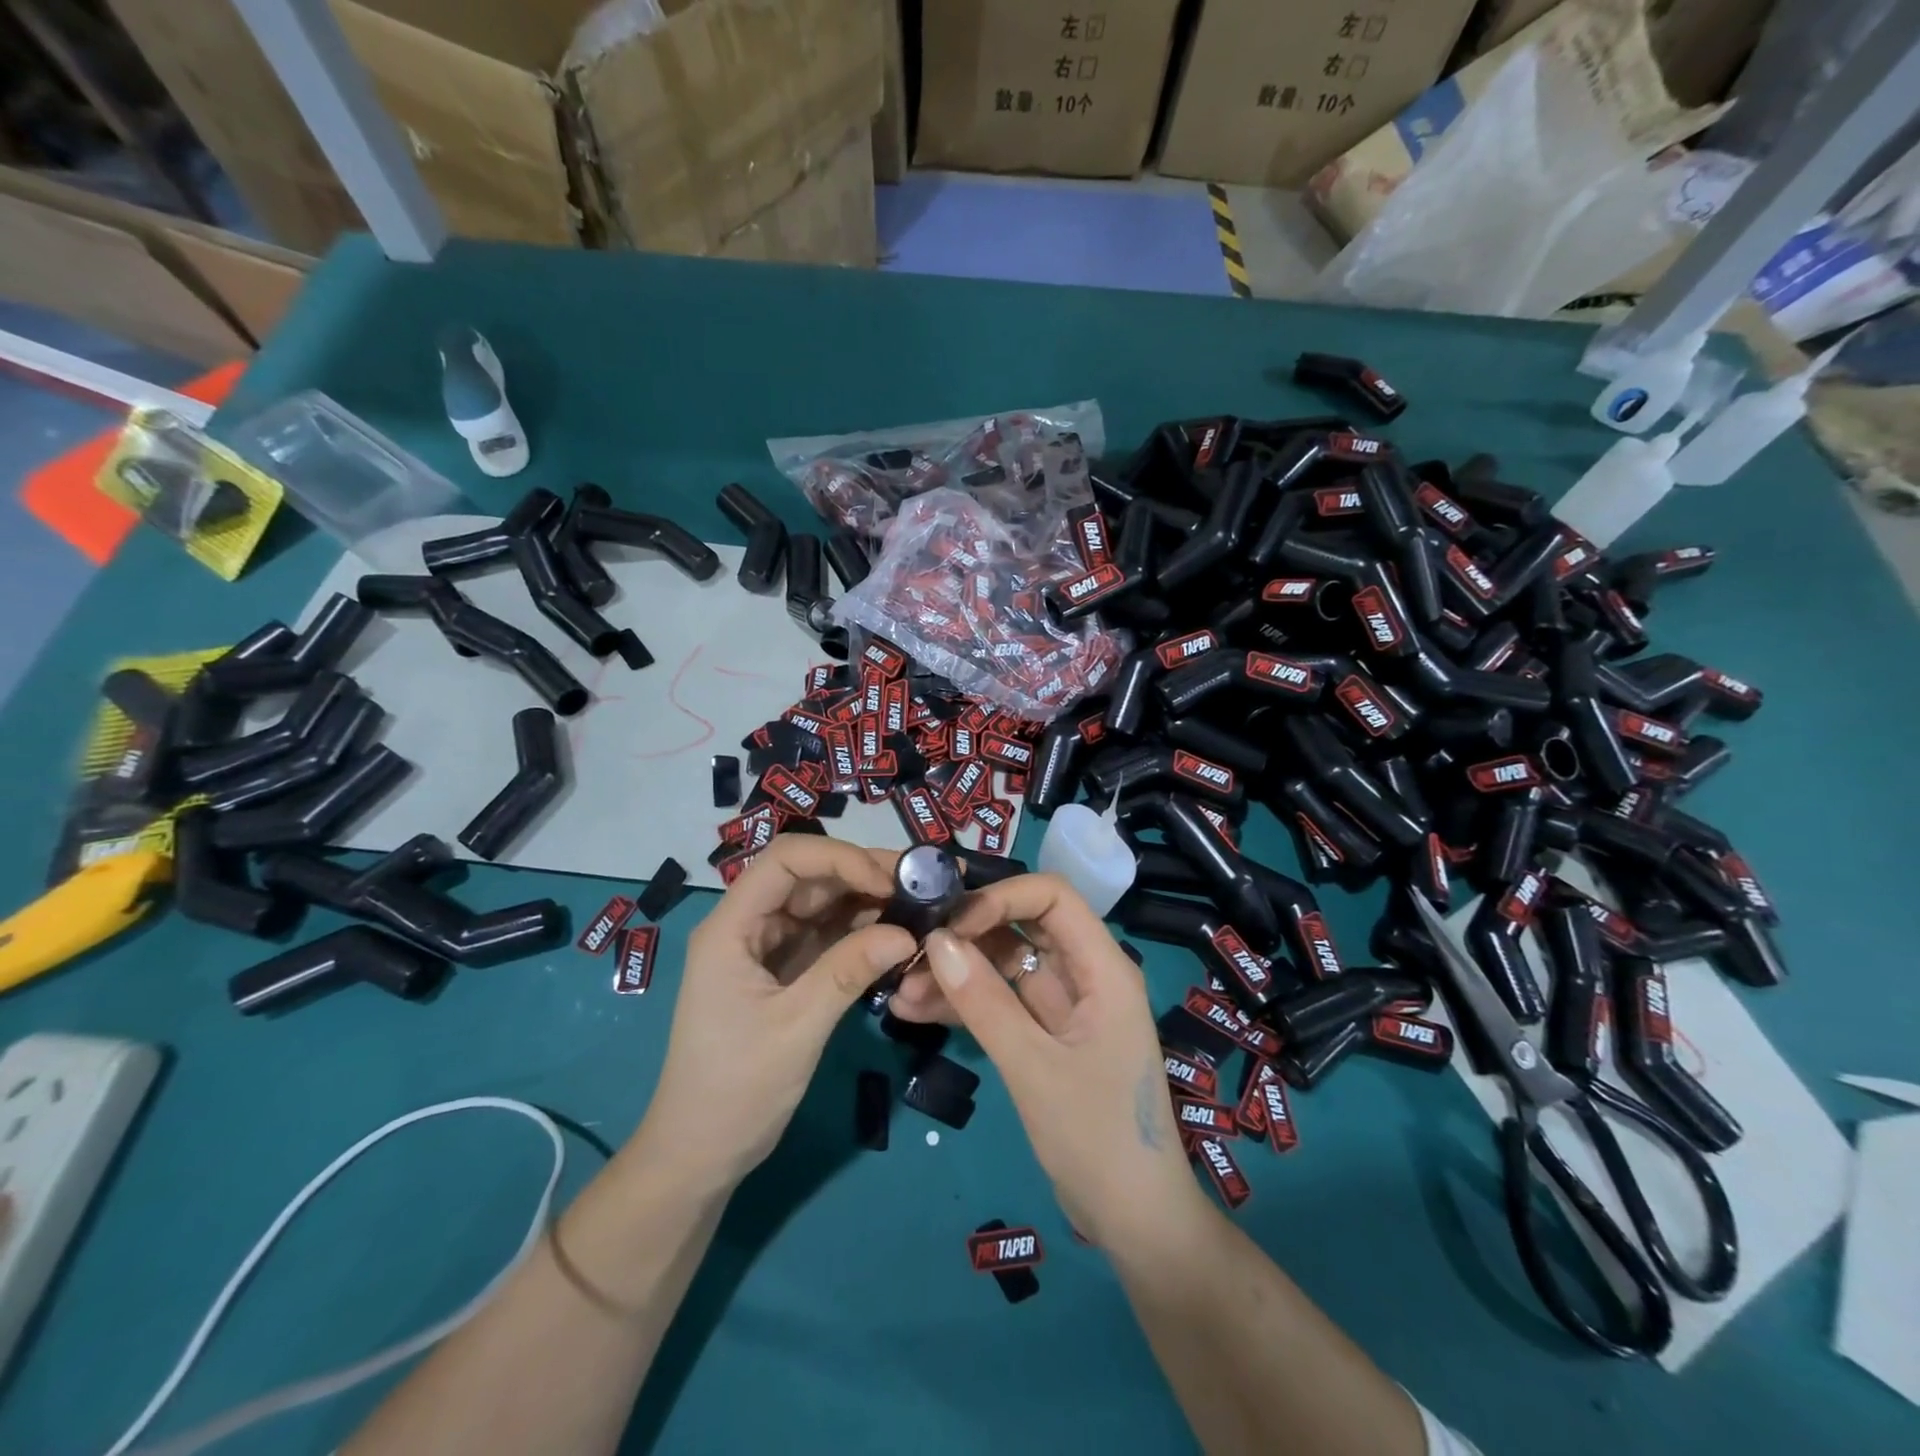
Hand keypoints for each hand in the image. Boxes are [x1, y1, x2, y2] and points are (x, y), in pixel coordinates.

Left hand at [634, 837, 916, 1192]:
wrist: (700, 1155)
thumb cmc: (735, 1090)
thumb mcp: (796, 1028)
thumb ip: (848, 971)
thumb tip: (910, 933)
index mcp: (731, 927)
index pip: (786, 861)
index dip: (839, 858)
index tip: (889, 881)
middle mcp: (748, 925)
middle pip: (808, 876)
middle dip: (863, 873)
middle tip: (924, 881)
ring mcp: (767, 948)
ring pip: (822, 904)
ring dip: (868, 900)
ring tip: (922, 902)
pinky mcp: (785, 971)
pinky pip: (826, 935)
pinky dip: (861, 931)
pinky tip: (898, 932)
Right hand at [922, 874, 1205, 1248]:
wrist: (1135, 1222)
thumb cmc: (1098, 1138)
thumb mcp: (1034, 1068)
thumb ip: (985, 1002)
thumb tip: (936, 941)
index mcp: (1103, 968)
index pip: (1053, 897)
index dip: (1001, 897)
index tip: (951, 922)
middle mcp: (1085, 975)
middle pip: (1022, 928)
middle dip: (967, 938)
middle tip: (912, 954)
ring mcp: (1064, 1007)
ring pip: (1005, 968)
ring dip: (957, 975)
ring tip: (901, 992)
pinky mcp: (1046, 1036)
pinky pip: (1002, 1004)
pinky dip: (965, 1006)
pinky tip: (915, 1012)